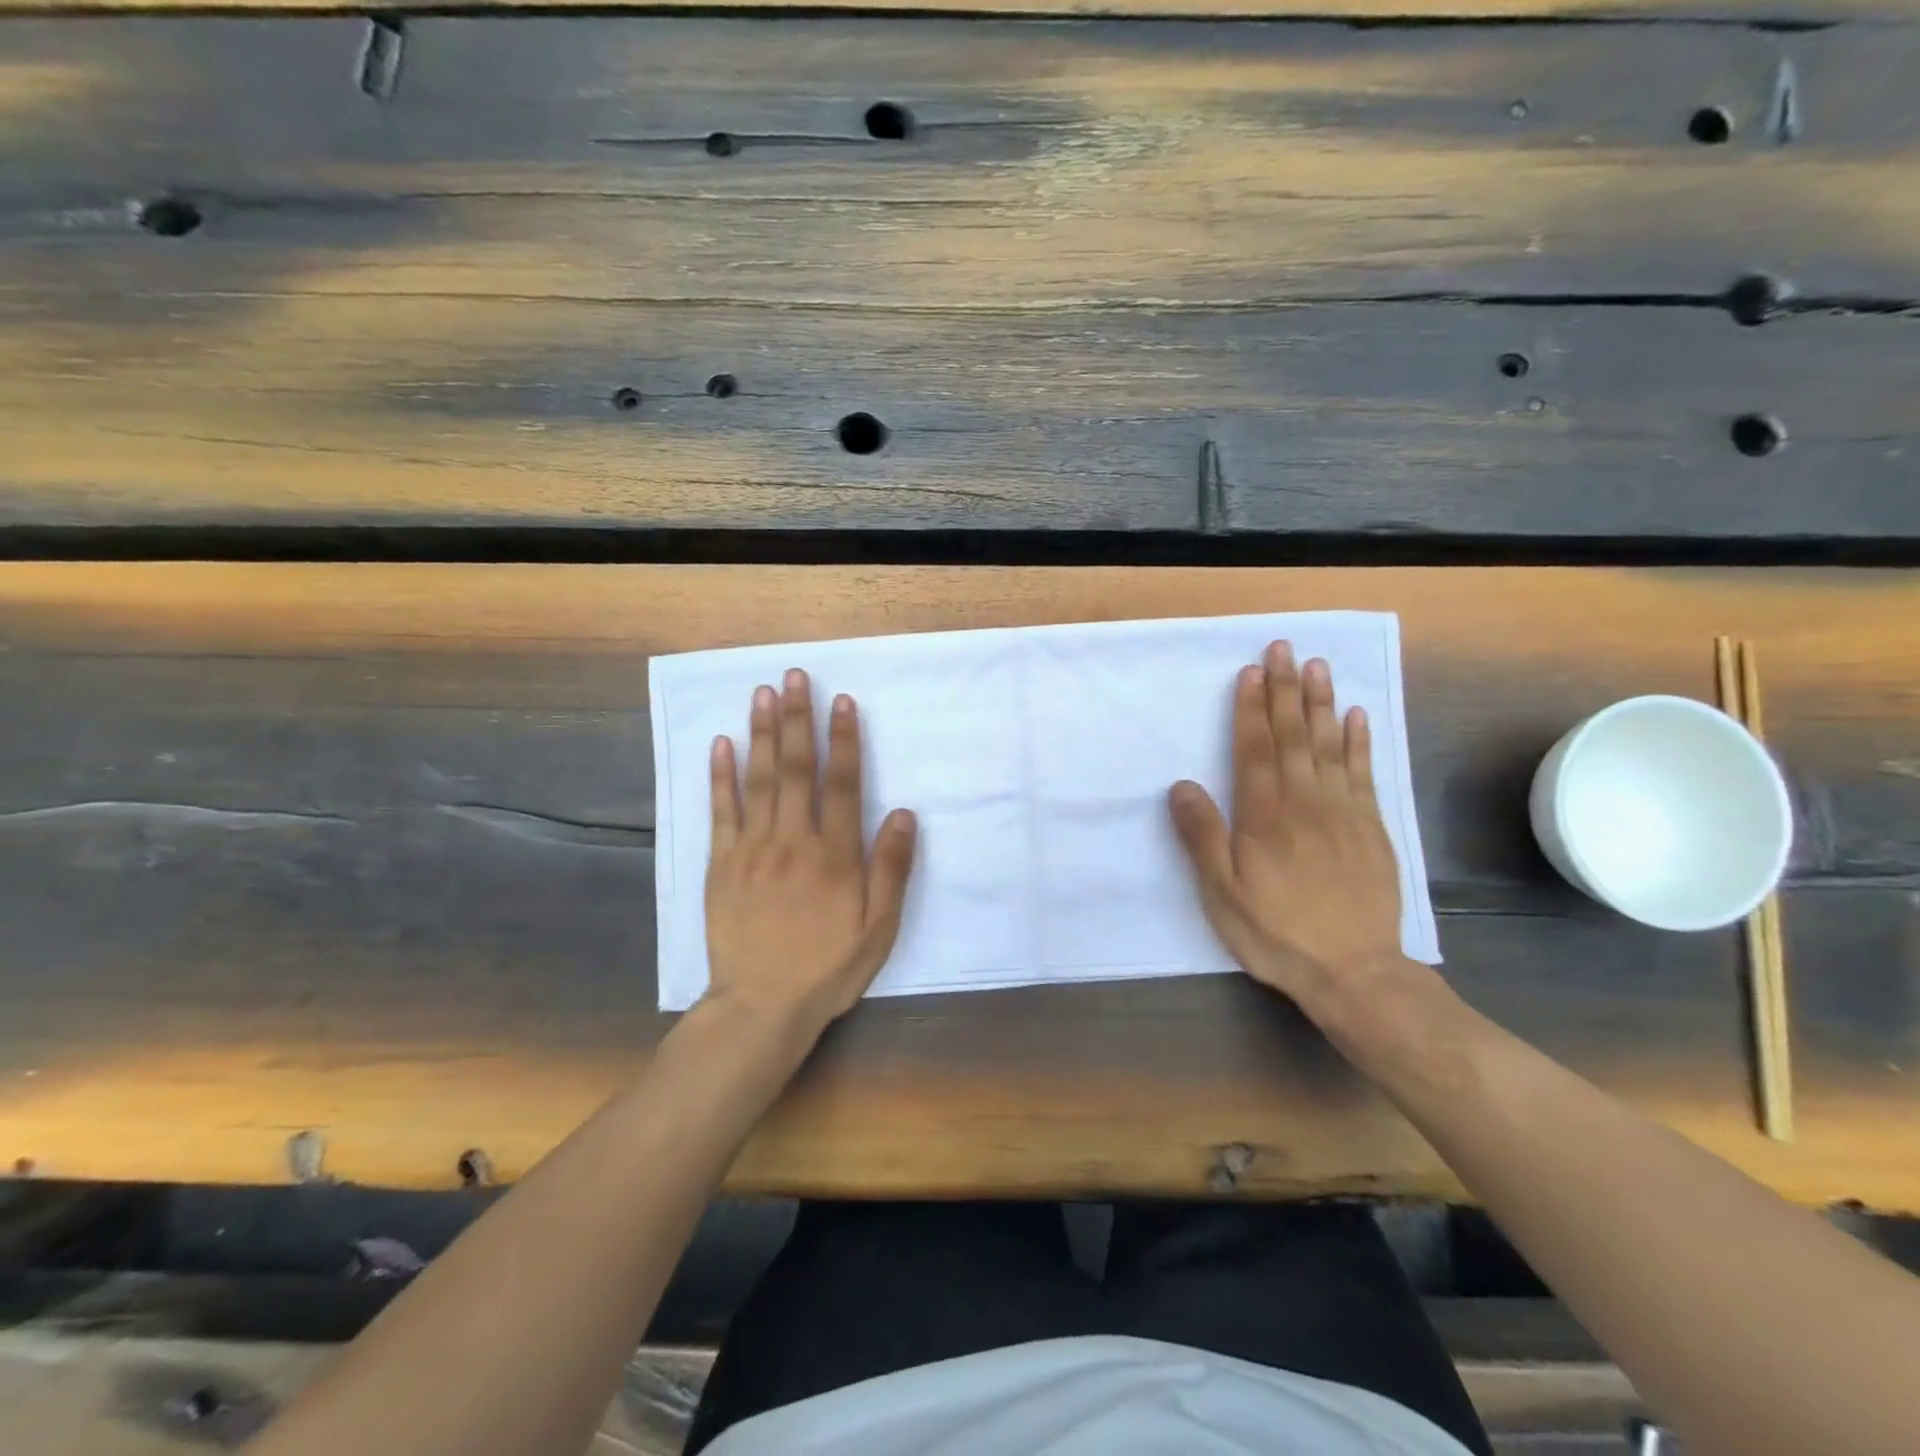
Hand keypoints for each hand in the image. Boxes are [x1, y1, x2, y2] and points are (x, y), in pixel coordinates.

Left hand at [704, 669, 916, 1038]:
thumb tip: (902, 812)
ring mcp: (752, 849)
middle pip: (797, 769)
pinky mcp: (721, 863)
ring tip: (763, 693)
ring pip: (759, 780)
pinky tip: (721, 744)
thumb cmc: (828, 968)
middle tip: (795, 676)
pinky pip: (720, 811)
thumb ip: (891, 869)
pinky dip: (720, 775)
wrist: (760, 1006)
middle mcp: (793, 840)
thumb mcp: (878, 928)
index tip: (842, 702)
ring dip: (762, 733)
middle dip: (799, 719)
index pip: (843, 784)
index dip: (844, 740)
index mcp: (835, 855)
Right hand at [1168, 642, 1406, 1020]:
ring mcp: (1343, 811)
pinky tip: (1357, 717)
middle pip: (1292, 735)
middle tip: (1283, 649)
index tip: (1251, 671)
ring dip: (1321, 703)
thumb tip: (1182, 784)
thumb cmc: (1276, 930)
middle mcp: (1304, 800)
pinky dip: (1359, 741)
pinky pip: (1364, 772)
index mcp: (1264, 813)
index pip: (1255, 748)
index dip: (1251, 708)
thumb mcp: (1221, 891)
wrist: (1354, 970)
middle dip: (1284, 689)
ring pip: (1329, 744)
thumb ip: (1202, 835)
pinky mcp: (1371, 827)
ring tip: (1316, 666)